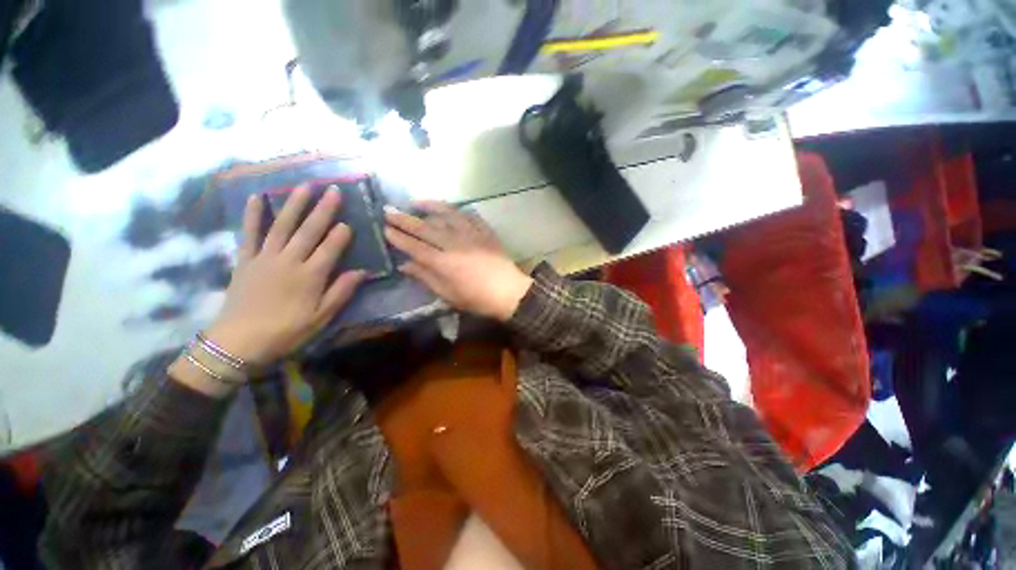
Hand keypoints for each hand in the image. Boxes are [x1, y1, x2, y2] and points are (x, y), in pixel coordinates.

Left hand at [205, 187, 366, 365]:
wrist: (237, 342)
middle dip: (323, 210)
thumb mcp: (321, 318)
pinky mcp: (245, 260)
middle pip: (309, 231)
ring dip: (294, 204)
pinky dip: (253, 215)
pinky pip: (249, 233)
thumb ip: (341, 292)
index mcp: (310, 277)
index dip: (340, 235)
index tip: (349, 222)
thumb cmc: (285, 331)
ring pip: (283, 226)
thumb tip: (362, 272)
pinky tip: (258, 198)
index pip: (330, 249)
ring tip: (305, 186)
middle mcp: (289, 261)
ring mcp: (264, 258)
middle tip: (334, 190)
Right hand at [385, 202, 532, 321]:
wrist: (509, 292)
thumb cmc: (477, 299)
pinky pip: (469, 215)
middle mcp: (454, 244)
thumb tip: (405, 265)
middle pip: (426, 228)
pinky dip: (457, 210)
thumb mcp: (449, 295)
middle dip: (405, 219)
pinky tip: (449, 209)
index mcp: (443, 263)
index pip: (415, 246)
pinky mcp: (485, 232)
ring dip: (429, 206)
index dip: (399, 238)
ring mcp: (471, 235)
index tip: (385, 228)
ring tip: (416, 202)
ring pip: (447, 215)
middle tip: (388, 210)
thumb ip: (426, 278)